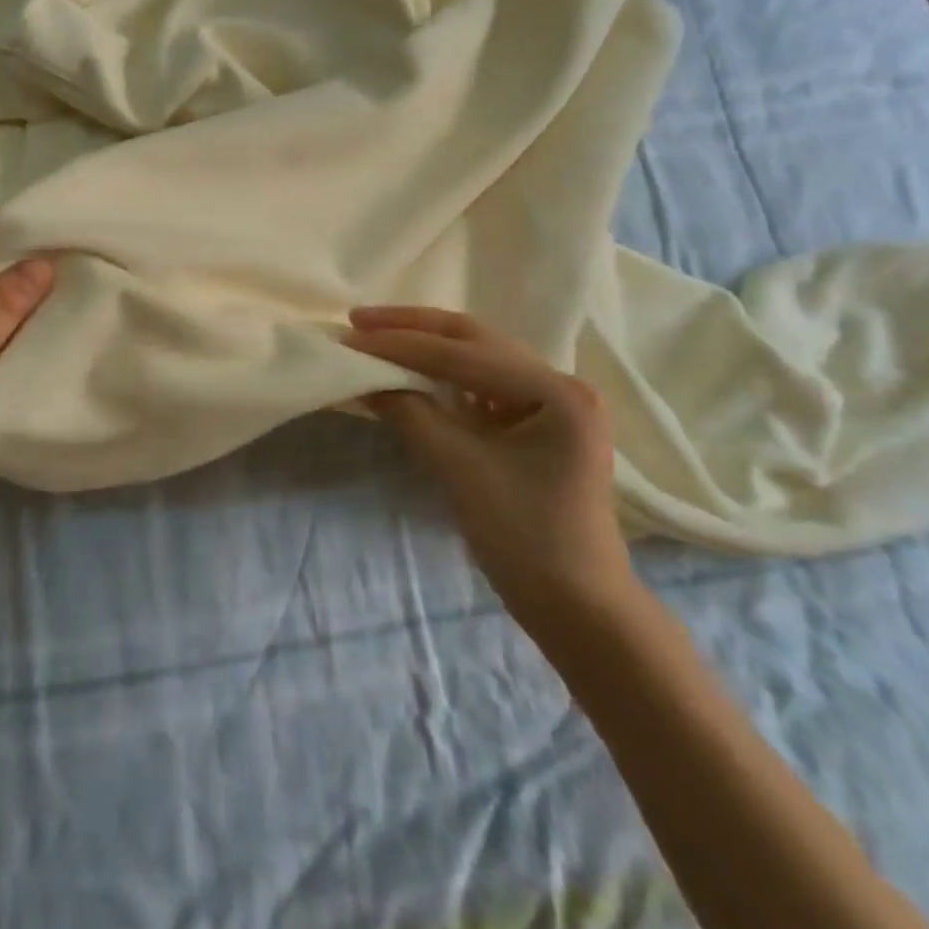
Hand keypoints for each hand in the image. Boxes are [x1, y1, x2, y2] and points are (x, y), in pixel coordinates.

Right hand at [345, 306, 631, 629]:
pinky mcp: (538, 422)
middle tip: (359, 320)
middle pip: (474, 340)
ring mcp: (552, 402)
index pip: (463, 354)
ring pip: (477, 357)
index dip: (401, 345)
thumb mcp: (460, 470)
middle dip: (413, 328)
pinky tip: (411, 372)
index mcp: (556, 391)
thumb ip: (411, 414)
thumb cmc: (526, 540)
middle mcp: (560, 383)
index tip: (350, 336)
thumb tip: (364, 378)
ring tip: (378, 336)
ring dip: (426, 346)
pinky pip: (483, 384)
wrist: (578, 609)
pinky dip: (442, 375)